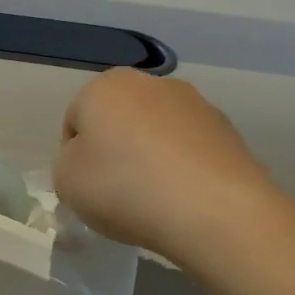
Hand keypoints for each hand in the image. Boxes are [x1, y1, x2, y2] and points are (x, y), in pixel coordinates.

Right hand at [54, 69, 281, 268]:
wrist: (214, 211)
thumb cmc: (124, 188)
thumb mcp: (65, 182)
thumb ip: (68, 163)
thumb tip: (94, 161)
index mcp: (105, 86)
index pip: (75, 120)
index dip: (74, 156)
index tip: (85, 186)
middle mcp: (151, 83)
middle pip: (119, 120)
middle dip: (115, 151)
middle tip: (116, 192)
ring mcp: (196, 104)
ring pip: (156, 133)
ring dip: (150, 158)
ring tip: (154, 201)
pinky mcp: (229, 131)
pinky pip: (189, 150)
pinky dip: (182, 169)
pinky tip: (183, 200)